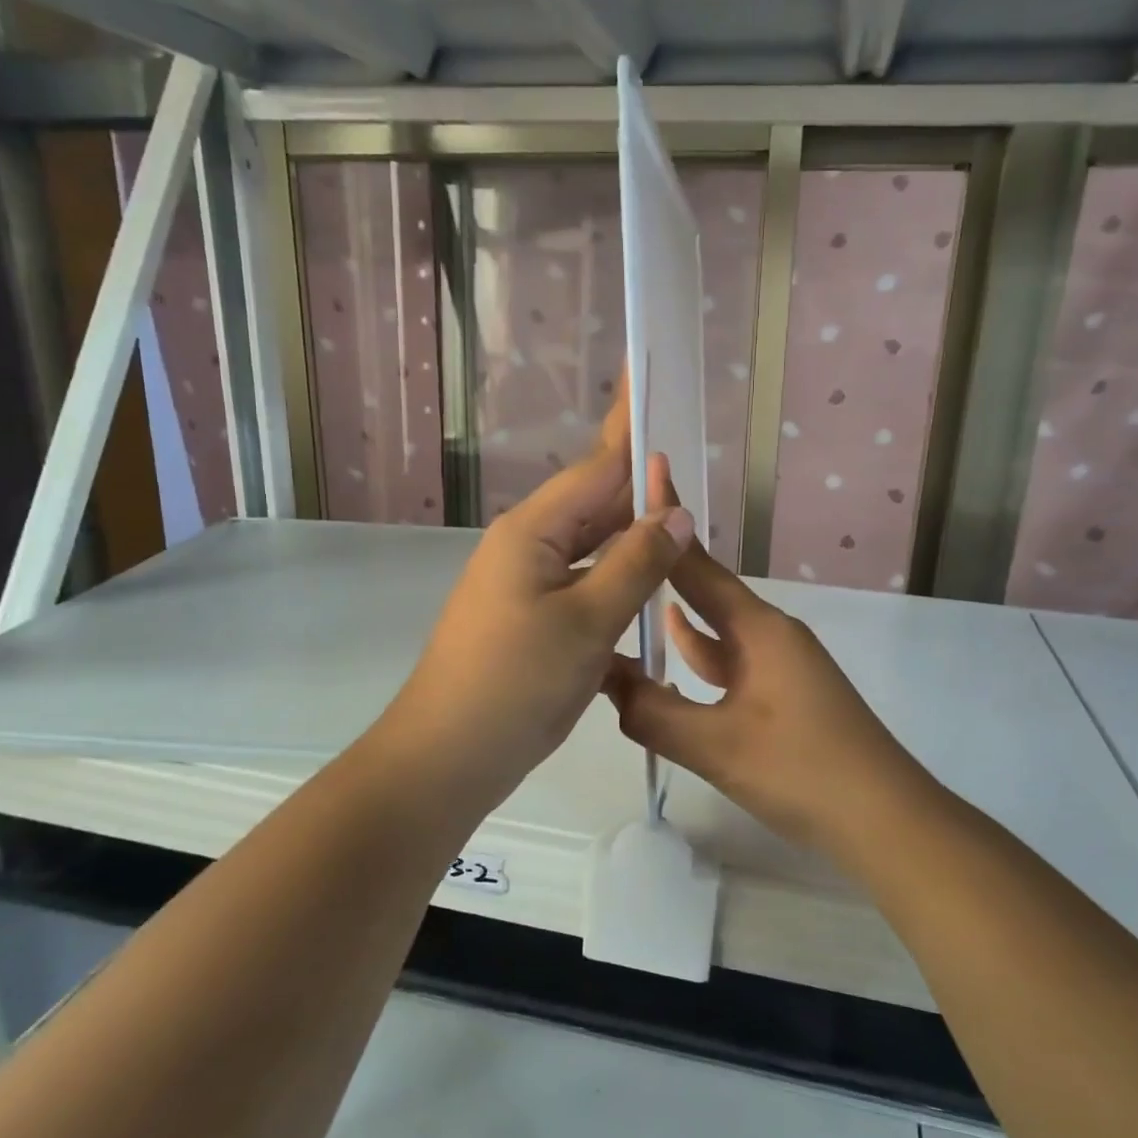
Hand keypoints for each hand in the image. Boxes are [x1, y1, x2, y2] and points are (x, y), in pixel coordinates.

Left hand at [382, 436, 691, 812]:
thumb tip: (676, 512)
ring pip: (592, 546)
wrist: (448, 757)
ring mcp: (528, 585)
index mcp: (533, 531)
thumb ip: (637, 562)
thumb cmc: (514, 683)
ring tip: (680, 518)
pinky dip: (619, 577)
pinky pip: (585, 582)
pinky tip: (649, 583)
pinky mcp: (534, 619)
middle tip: (689, 463)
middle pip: (595, 503)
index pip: (595, 467)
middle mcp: (528, 547)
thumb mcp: (587, 621)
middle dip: (640, 483)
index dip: (628, 428)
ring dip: (632, 533)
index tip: (647, 381)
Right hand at [600, 522, 923, 854]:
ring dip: (677, 616)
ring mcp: (779, 665)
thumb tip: (603, 682)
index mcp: (758, 629)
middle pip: (706, 592)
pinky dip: (698, 656)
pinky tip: (672, 660)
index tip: (646, 472)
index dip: (667, 521)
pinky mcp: (782, 695)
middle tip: (614, 546)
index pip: (698, 565)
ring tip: (629, 596)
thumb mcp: (717, 746)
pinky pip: (729, 662)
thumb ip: (653, 713)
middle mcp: (770, 634)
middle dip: (663, 568)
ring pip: (716, 630)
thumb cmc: (803, 771)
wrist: (885, 820)